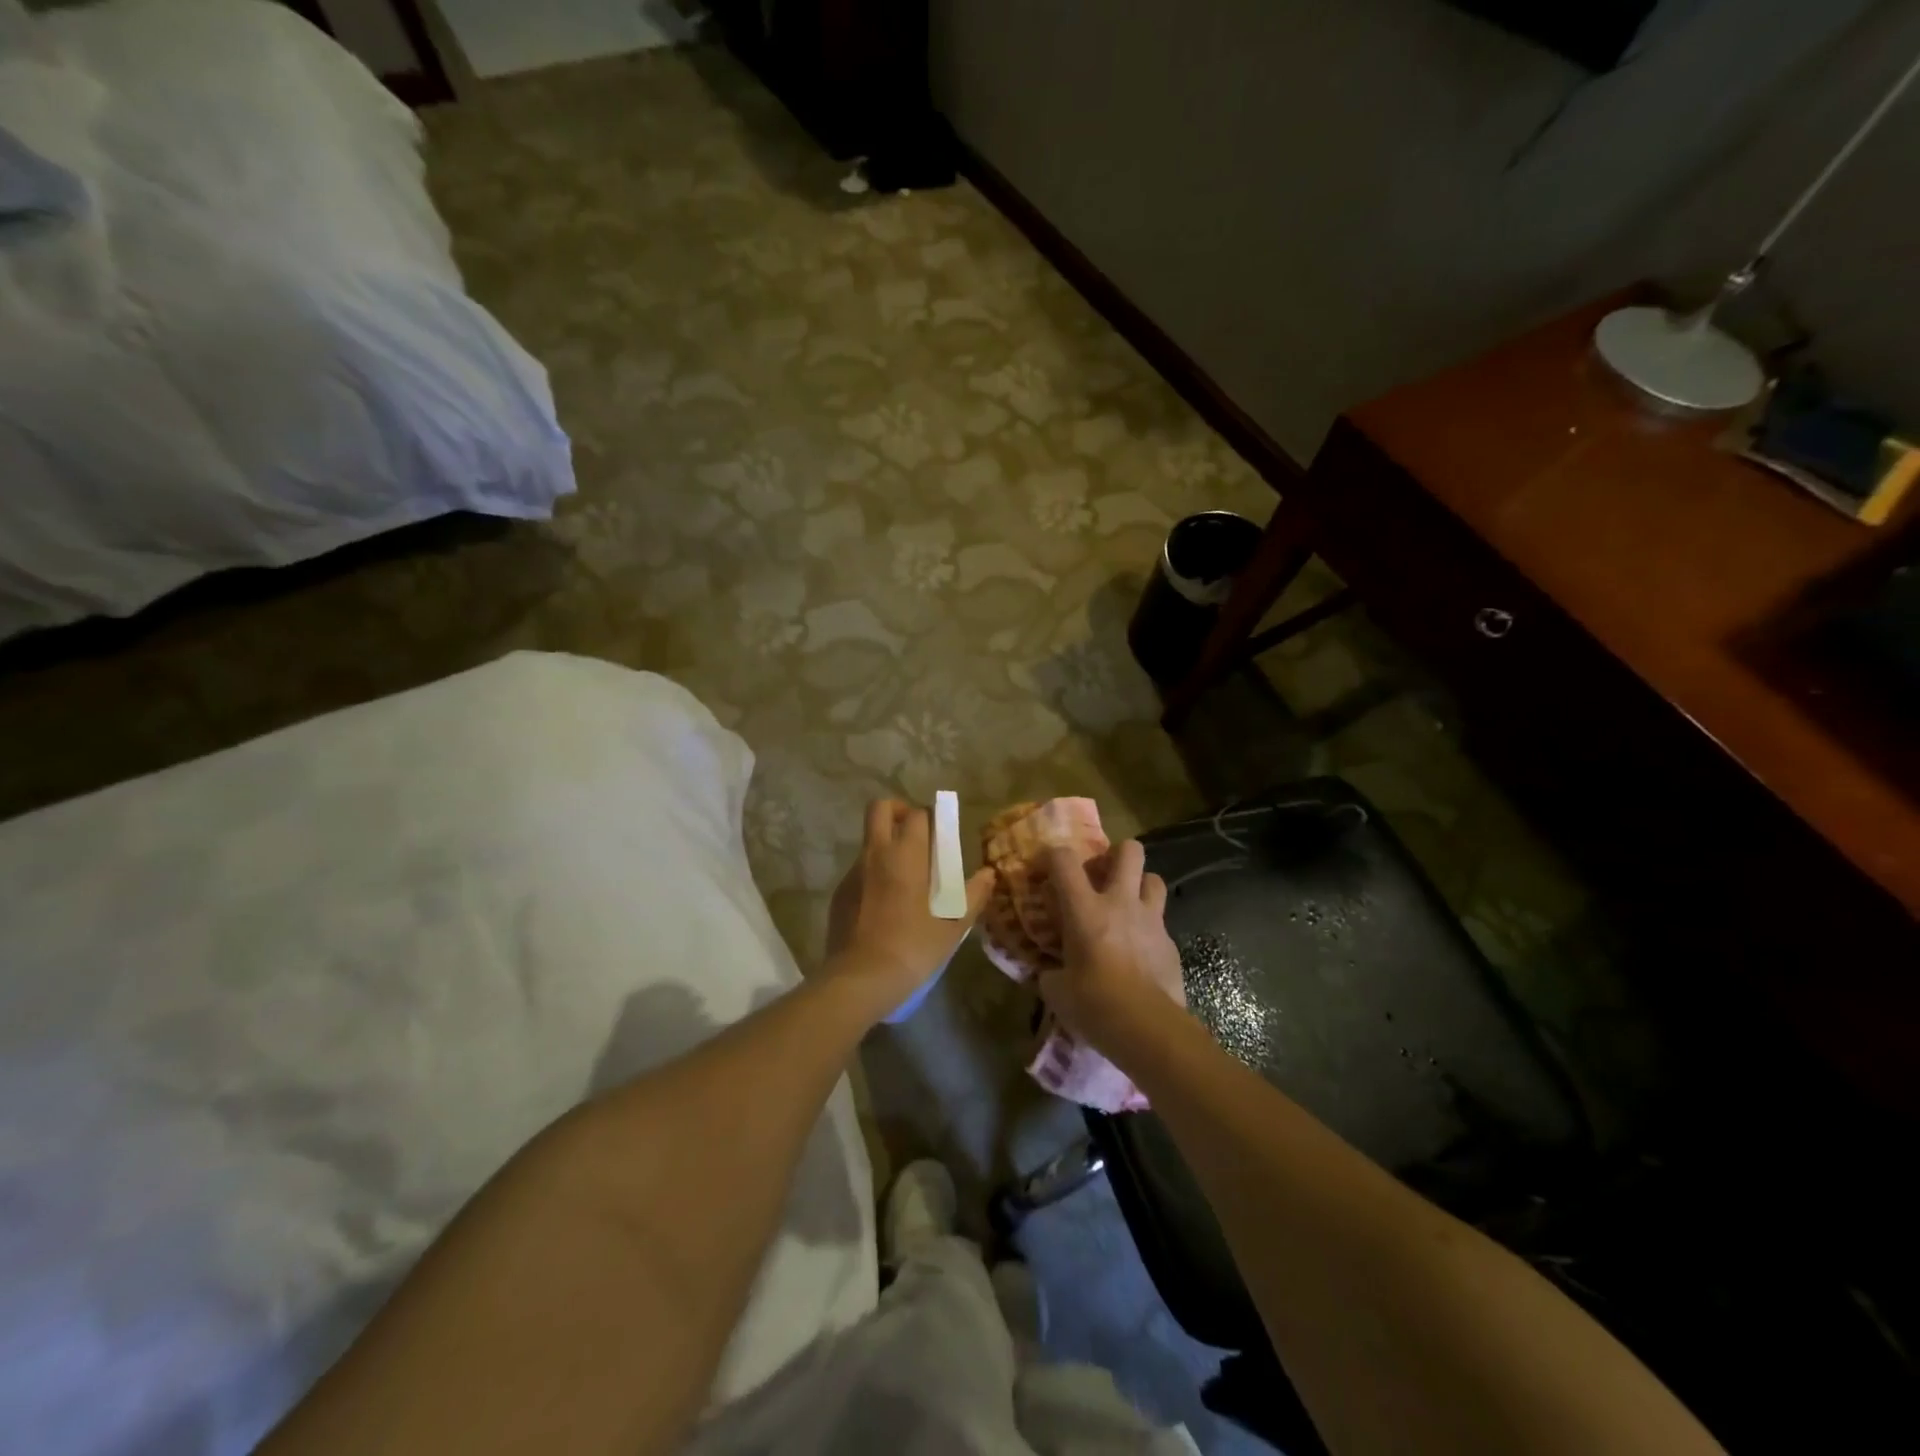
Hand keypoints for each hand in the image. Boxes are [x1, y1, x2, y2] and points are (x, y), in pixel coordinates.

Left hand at [824, 799, 994, 1018]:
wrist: (860, 979)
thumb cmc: (912, 947)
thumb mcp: (952, 926)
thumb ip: (973, 896)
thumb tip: (989, 874)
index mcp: (905, 855)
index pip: (917, 815)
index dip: (931, 817)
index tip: (941, 832)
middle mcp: (875, 854)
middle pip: (879, 809)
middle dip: (898, 811)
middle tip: (916, 835)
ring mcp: (852, 873)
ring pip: (868, 842)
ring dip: (886, 846)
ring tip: (905, 879)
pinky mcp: (839, 894)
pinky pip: (859, 871)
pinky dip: (873, 875)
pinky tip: (885, 905)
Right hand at [1037, 839, 1187, 1054]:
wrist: (1147, 1028)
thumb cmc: (1093, 1004)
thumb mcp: (1056, 990)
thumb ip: (1051, 972)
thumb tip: (1049, 972)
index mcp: (1084, 909)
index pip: (1064, 860)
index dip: (1053, 855)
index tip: (1047, 867)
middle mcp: (1120, 903)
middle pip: (1129, 851)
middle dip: (1116, 853)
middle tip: (1103, 874)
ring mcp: (1151, 921)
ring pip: (1154, 879)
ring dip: (1140, 886)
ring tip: (1128, 906)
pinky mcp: (1171, 944)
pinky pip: (1161, 923)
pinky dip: (1150, 929)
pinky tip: (1141, 951)